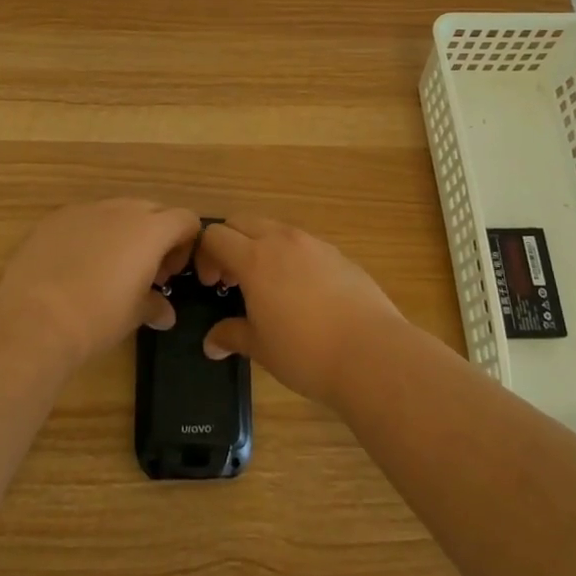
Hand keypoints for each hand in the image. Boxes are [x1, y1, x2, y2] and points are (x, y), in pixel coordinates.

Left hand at [0, 199, 202, 366]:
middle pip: (153, 210)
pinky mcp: (55, 218)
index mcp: (150, 229)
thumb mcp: (134, 315)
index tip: (171, 274)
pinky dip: (90, 235)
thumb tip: (165, 313)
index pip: (185, 219)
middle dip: (156, 236)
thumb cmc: (98, 317)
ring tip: (109, 269)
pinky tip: (75, 266)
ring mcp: (86, 209)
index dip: (186, 244)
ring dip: (123, 233)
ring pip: (116, 211)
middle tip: (146, 272)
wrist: (35, 317)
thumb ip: (155, 306)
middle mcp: (121, 209)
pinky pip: (84, 219)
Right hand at [194, 216, 406, 405]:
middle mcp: (282, 240)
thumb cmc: (305, 352)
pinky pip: (304, 244)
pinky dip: (291, 257)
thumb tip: (211, 343)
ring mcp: (313, 244)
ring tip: (268, 286)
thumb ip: (232, 336)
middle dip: (230, 243)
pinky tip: (303, 293)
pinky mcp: (338, 254)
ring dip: (261, 247)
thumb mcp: (260, 348)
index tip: (211, 284)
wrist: (371, 353)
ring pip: (275, 229)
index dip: (204, 256)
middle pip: (242, 222)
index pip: (215, 235)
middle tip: (233, 280)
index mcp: (255, 258)